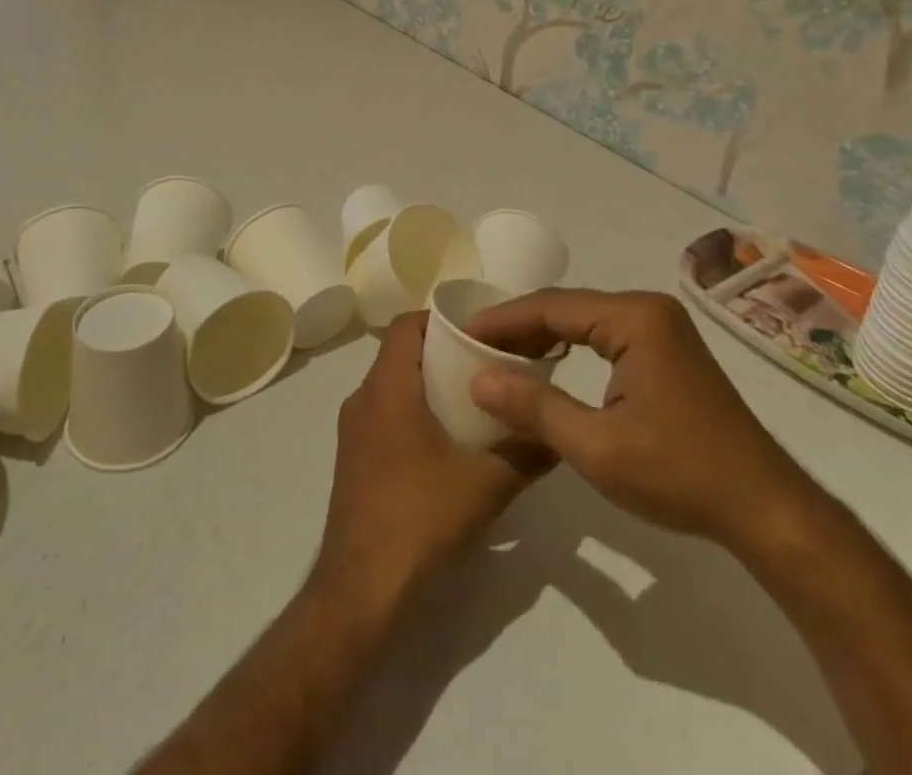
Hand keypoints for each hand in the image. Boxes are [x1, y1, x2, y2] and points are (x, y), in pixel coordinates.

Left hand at [315, 312, 549, 609]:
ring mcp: (353, 431)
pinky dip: (414, 414)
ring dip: (429, 387)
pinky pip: (385, 416)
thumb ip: (525, 453)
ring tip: (474, 405)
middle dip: (443, 355)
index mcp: (388, 388)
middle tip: (487, 369)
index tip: (479, 332)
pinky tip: (447, 446)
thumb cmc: (420, 519)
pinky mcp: (353, 460)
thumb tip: (557, 435)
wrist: (362, 590)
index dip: (441, 320)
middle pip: (401, 354)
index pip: (407, 326)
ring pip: (393, 387)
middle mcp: (363, 399)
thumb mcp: (485, 485)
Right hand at [465, 289, 809, 550]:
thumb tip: (477, 378)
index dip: (503, 320)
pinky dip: (571, 346)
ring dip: (543, 336)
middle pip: (567, 306)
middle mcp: (648, 308)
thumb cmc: (679, 474)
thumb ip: (534, 407)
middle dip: (520, 326)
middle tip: (475, 347)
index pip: (552, 307)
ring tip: (501, 357)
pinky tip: (548, 365)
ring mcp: (662, 326)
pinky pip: (605, 334)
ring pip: (585, 319)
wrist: (766, 509)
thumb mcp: (596, 447)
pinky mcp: (668, 348)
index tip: (463, 334)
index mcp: (634, 317)